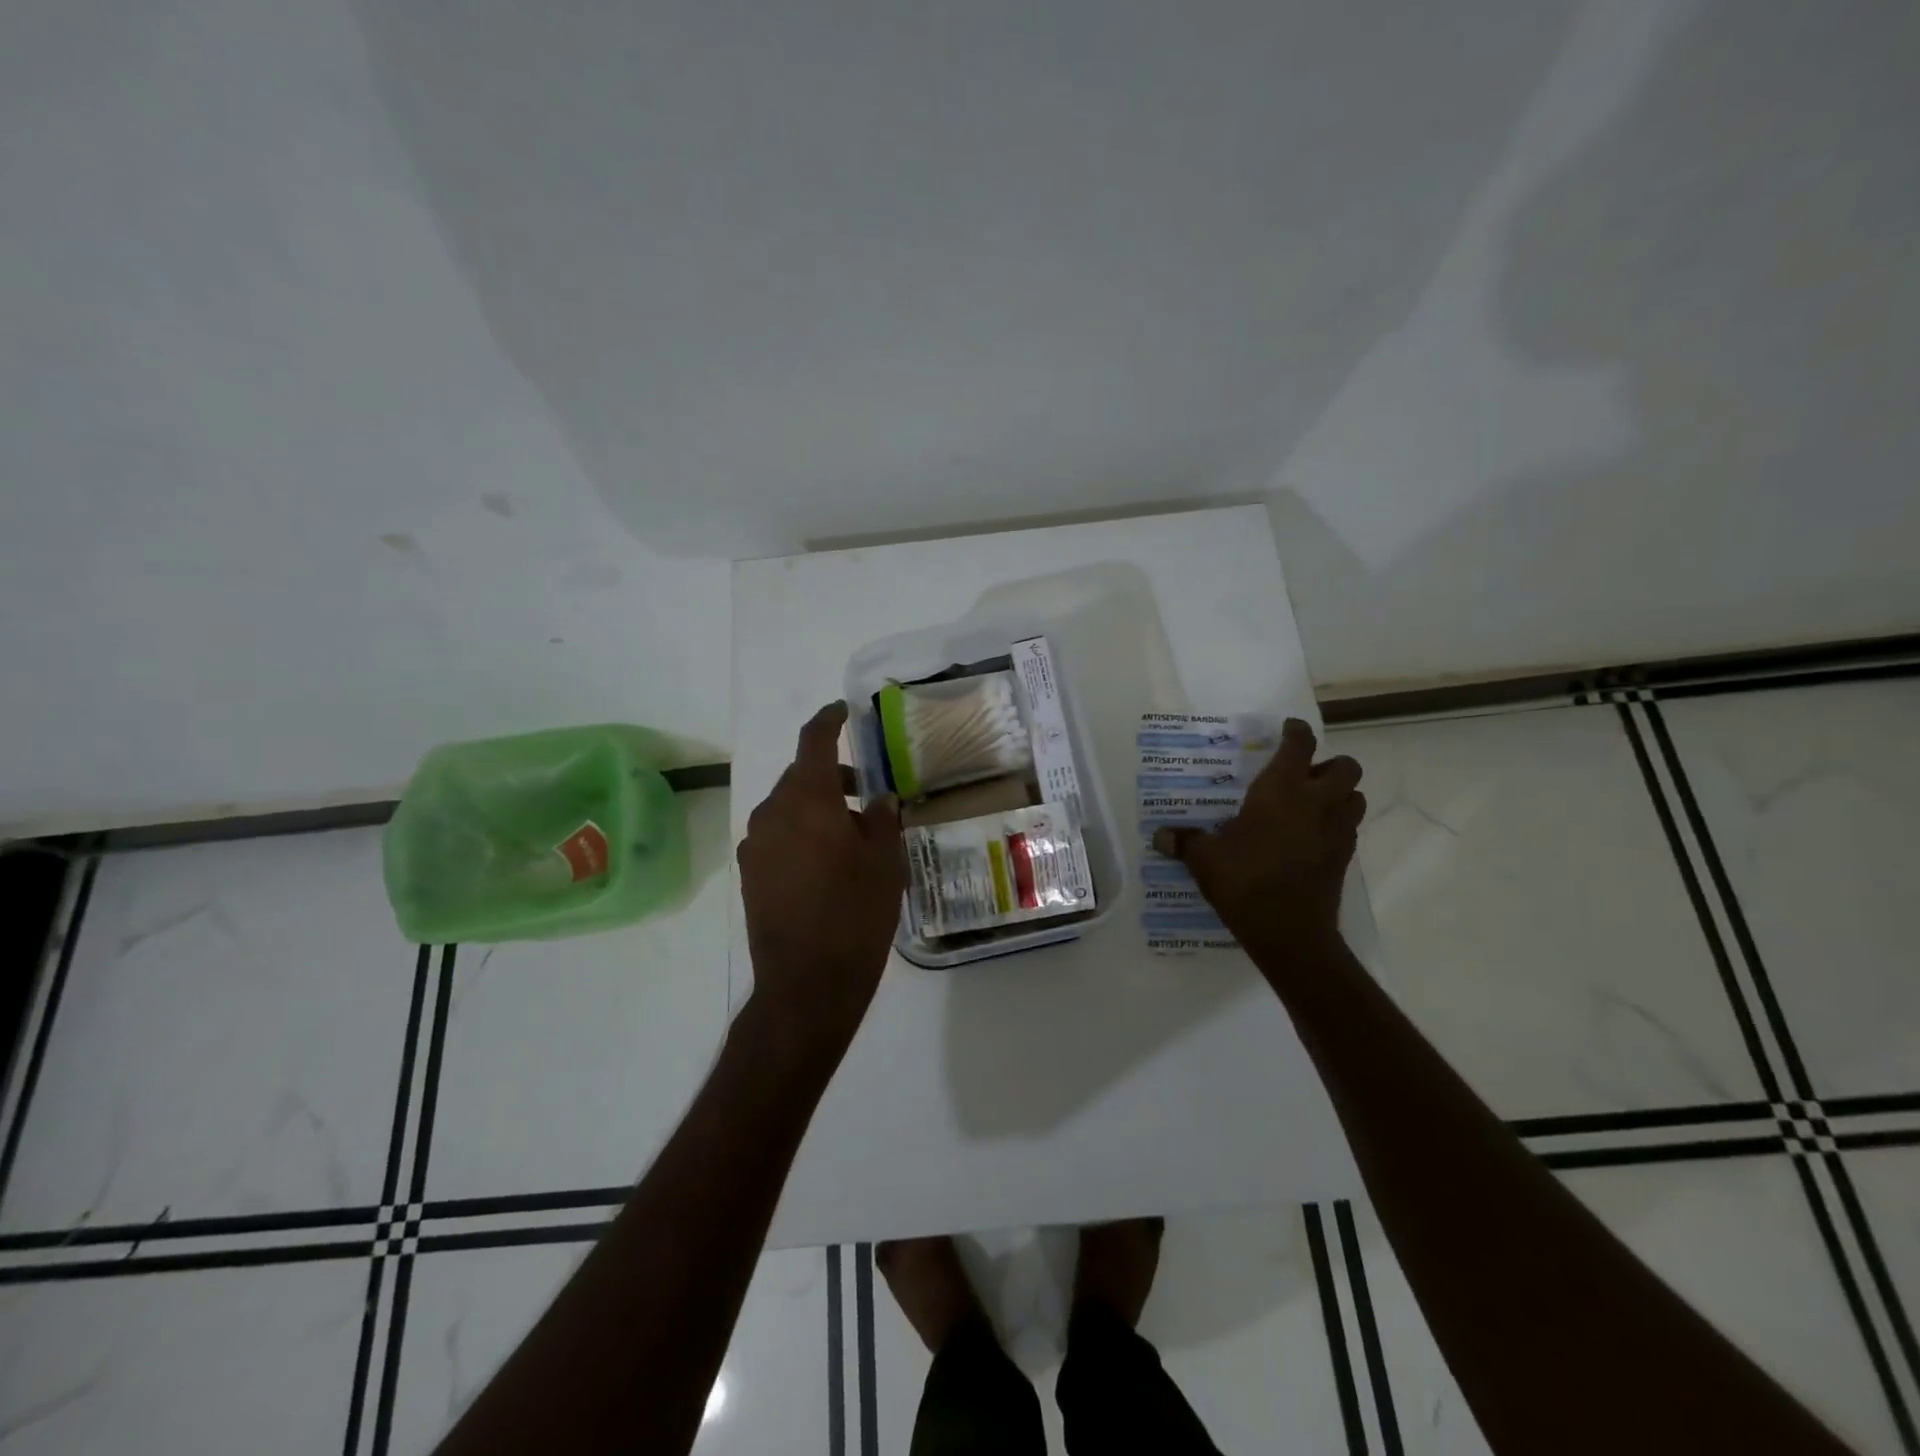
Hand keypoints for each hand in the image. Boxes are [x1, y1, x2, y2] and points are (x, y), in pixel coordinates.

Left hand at [738, 701, 906, 1052]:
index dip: (829, 719)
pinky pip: (778, 837)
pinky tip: (826, 865)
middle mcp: (772, 812)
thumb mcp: (885, 862)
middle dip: (831, 777)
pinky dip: (801, 835)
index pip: (814, 739)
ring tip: (851, 837)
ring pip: (788, 808)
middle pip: (801, 776)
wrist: (808, 982)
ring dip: (816, 809)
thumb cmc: (856, 913)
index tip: (844, 711)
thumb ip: (883, 819)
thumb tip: (879, 798)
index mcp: (807, 798)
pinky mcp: (750, 874)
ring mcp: (755, 844)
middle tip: (867, 795)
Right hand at [1151, 718, 1363, 963]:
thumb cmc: (1244, 882)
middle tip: (1304, 775)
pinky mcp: (1345, 858)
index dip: (1296, 732)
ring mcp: (1336, 831)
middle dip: (1330, 764)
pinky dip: (1337, 824)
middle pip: (1346, 767)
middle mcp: (1316, 803)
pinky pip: (1349, 828)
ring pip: (1356, 797)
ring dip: (1341, 794)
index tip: (1288, 729)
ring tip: (1313, 804)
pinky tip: (1311, 837)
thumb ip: (1184, 842)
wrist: (1289, 932)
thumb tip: (1160, 836)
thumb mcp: (1204, 860)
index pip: (1300, 745)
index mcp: (1281, 791)